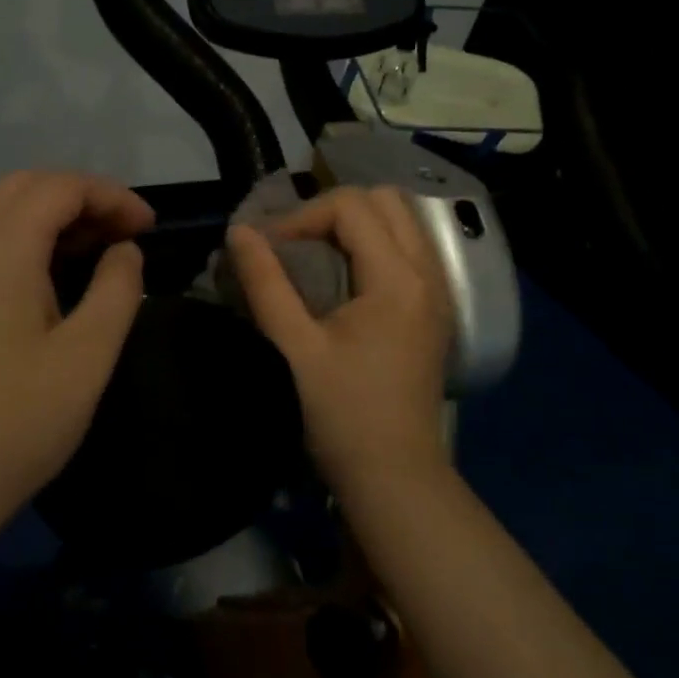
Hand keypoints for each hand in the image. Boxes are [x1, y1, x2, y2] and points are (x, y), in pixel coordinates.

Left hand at [0, 171, 153, 531]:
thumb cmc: (14, 423)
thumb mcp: (88, 357)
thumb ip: (117, 289)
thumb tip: (123, 250)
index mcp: (0, 244)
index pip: (63, 187)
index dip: (112, 197)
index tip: (148, 228)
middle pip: (24, 186)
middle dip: (79, 199)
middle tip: (120, 237)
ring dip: (40, 212)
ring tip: (78, 249)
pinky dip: (1, 232)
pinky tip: (20, 271)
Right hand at [227, 186, 453, 496]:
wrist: (396, 477)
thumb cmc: (342, 415)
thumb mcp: (294, 347)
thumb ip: (265, 283)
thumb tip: (239, 231)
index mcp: (397, 278)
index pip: (351, 206)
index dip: (302, 217)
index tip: (269, 249)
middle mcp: (428, 273)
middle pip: (386, 200)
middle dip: (334, 210)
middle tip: (296, 243)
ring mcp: (439, 291)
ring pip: (403, 221)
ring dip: (358, 224)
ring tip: (318, 254)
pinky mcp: (436, 310)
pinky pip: (411, 248)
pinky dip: (378, 244)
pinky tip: (348, 277)